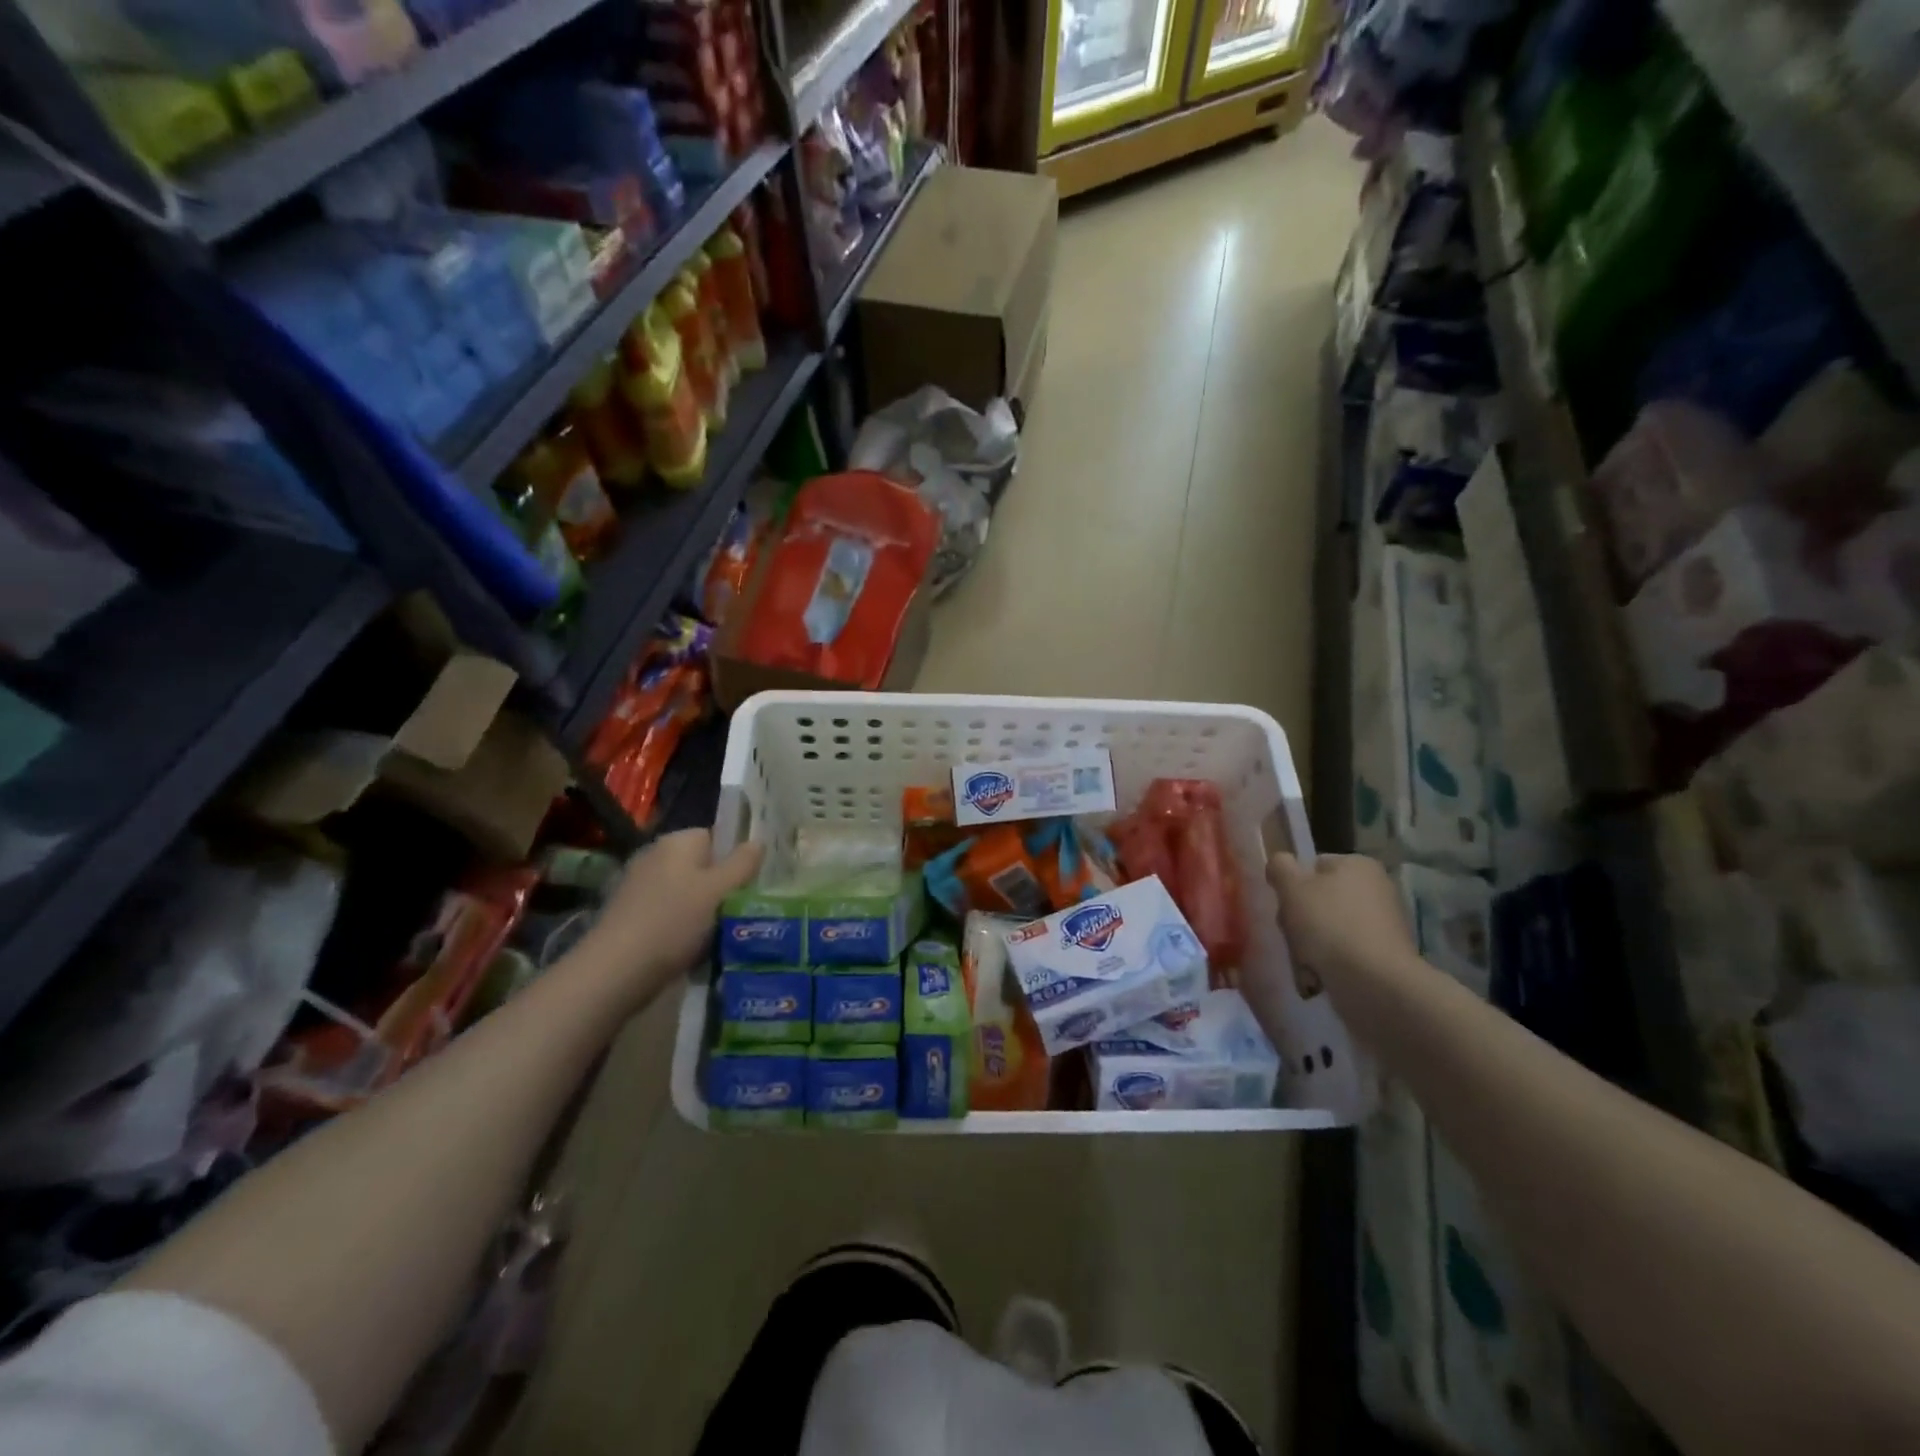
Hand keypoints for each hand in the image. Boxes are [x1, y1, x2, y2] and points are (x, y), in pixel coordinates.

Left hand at [573, 829, 762, 1011]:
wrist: (615, 972)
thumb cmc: (673, 922)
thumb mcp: (718, 891)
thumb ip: (743, 864)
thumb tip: (758, 841)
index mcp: (677, 842)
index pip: (716, 837)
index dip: (736, 858)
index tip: (753, 883)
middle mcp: (656, 857)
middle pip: (703, 866)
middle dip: (723, 887)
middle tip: (744, 909)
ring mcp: (641, 887)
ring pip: (688, 893)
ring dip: (706, 911)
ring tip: (725, 933)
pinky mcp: (632, 917)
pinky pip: (671, 914)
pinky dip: (685, 928)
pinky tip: (696, 948)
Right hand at [1264, 852, 1417, 999]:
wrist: (1374, 984)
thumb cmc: (1329, 925)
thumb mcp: (1292, 888)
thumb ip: (1280, 867)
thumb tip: (1279, 862)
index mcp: (1359, 865)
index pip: (1313, 866)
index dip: (1293, 885)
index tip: (1284, 905)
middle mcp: (1377, 889)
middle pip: (1320, 899)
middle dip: (1300, 919)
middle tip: (1292, 935)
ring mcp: (1383, 925)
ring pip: (1328, 928)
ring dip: (1310, 944)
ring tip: (1305, 960)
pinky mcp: (1384, 957)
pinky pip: (1344, 953)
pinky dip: (1328, 963)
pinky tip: (1320, 976)